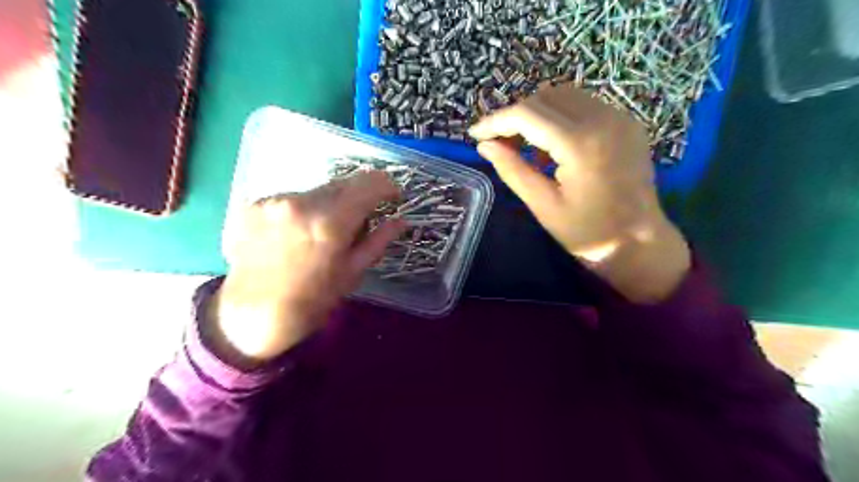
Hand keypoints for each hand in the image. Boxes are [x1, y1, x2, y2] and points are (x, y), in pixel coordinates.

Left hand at [211, 171, 406, 366]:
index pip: (369, 182)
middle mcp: (300, 202)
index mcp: (329, 222)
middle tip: (357, 222)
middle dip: (357, 198)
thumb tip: (400, 221)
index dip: (386, 186)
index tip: (391, 198)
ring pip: (317, 191)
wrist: (250, 315)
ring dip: (328, 205)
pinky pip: (291, 199)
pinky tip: (294, 236)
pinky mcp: (253, 204)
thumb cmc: (310, 302)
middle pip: (343, 183)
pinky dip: (302, 211)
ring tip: (320, 234)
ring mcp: (272, 201)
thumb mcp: (352, 274)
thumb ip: (377, 241)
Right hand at [468, 83, 689, 300]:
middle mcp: (603, 119)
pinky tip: (553, 145)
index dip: (495, 121)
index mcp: (580, 144)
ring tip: (524, 145)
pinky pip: (584, 105)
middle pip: (544, 98)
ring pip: (564, 96)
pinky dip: (559, 117)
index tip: (475, 134)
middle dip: (515, 116)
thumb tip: (485, 145)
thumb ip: (512, 170)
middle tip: (498, 143)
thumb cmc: (587, 233)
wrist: (639, 243)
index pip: (527, 114)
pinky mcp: (627, 123)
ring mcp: (620, 118)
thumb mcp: (543, 205)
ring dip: (536, 114)